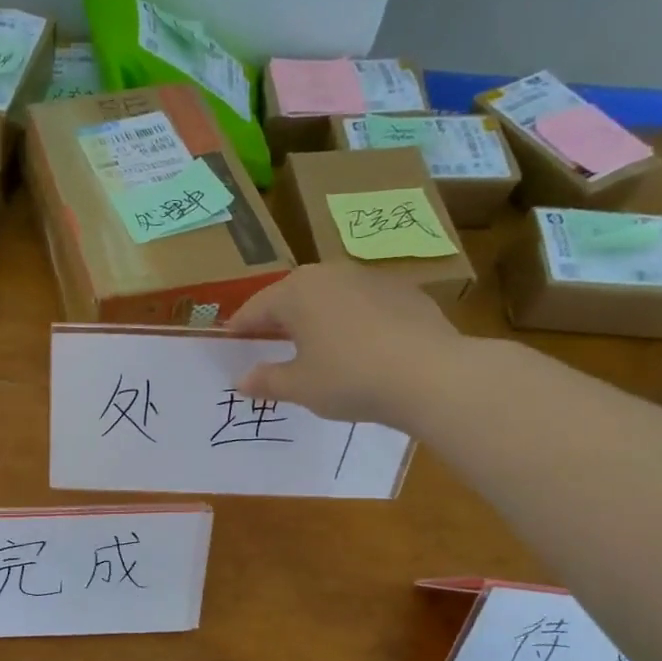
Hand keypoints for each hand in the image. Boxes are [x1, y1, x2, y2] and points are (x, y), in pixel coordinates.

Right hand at [229, 264, 467, 428]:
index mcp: (296, 291)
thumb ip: (266, 381)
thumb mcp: (299, 387)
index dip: (240, 329)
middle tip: (269, 345)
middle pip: (293, 297)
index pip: (255, 309)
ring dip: (317, 320)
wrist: (431, 375)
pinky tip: (359, 351)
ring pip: (331, 298)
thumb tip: (241, 380)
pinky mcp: (406, 293)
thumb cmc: (349, 378)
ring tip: (315, 348)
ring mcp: (372, 279)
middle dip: (279, 321)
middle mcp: (331, 273)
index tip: (230, 343)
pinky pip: (364, 307)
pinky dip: (353, 323)